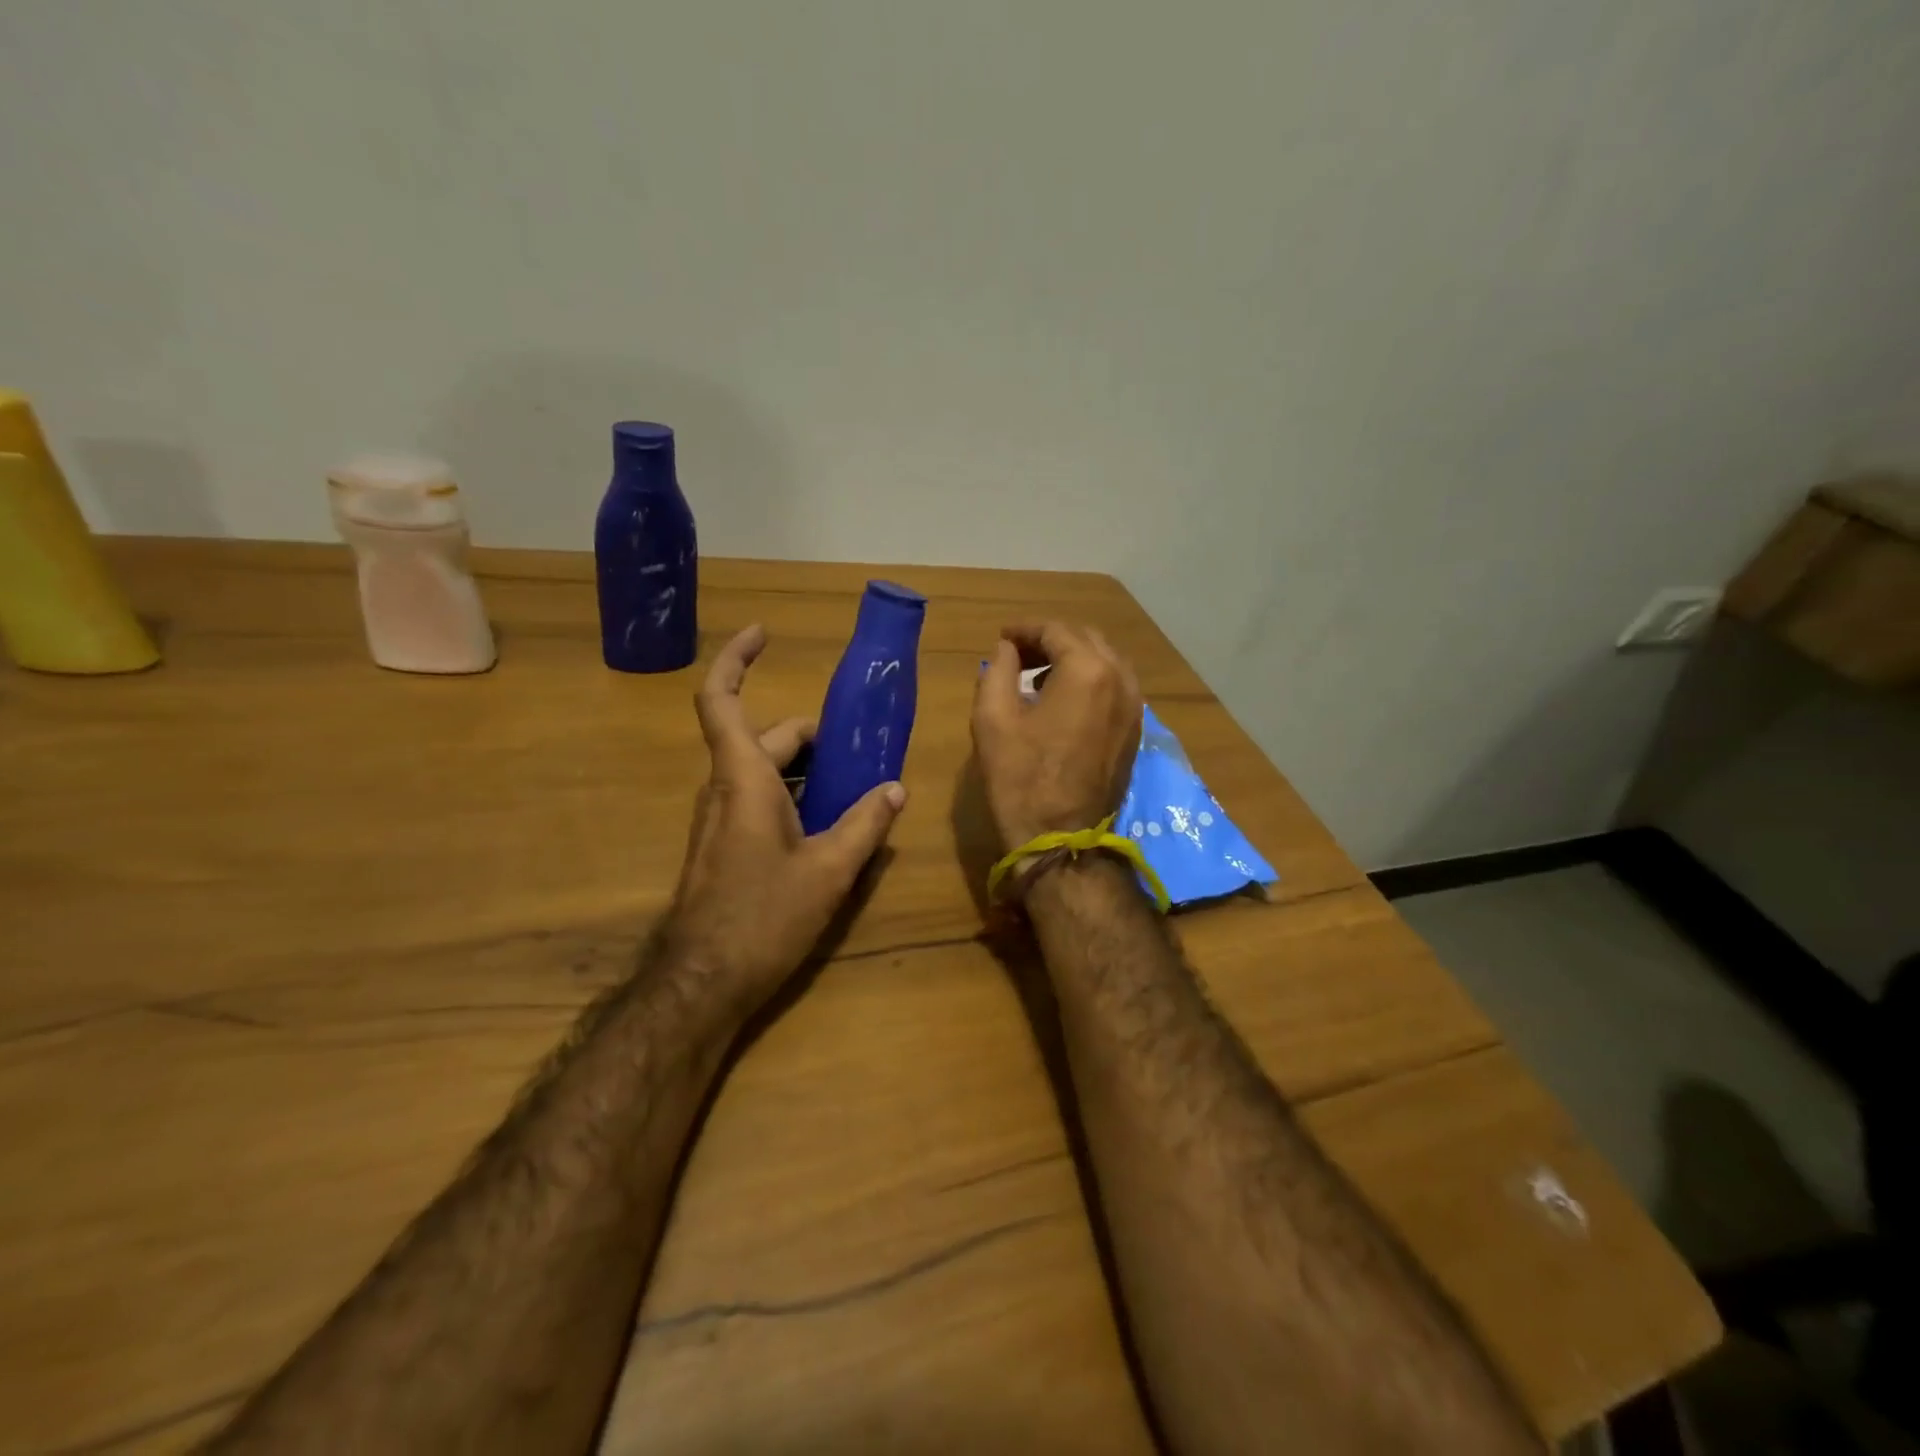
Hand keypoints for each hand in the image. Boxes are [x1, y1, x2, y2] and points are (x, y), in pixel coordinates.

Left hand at [665, 624, 906, 1011]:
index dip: (736, 659)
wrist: (703, 982)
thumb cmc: (764, 916)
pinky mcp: (722, 847)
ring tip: (855, 790)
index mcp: (745, 778)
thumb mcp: (829, 870)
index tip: (763, 633)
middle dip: (812, 738)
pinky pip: (759, 801)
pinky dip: (793, 797)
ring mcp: (719, 819)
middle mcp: (724, 789)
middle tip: (860, 751)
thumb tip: (895, 789)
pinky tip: (828, 828)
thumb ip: (866, 823)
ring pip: (764, 772)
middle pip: (766, 739)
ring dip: (806, 771)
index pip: (722, 700)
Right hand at [970, 622, 1142, 854]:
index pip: (1056, 630)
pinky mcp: (1134, 730)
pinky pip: (1115, 686)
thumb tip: (1008, 649)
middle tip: (1017, 653)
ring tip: (1037, 674)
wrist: (1061, 838)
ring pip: (1105, 661)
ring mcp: (1134, 706)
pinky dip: (1090, 679)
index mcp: (1088, 671)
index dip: (1025, 629)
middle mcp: (1121, 680)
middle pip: (1086, 639)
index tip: (1002, 637)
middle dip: (1050, 639)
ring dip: (1072, 658)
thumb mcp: (992, 718)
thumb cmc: (1021, 778)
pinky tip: (1063, 698)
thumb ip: (998, 670)